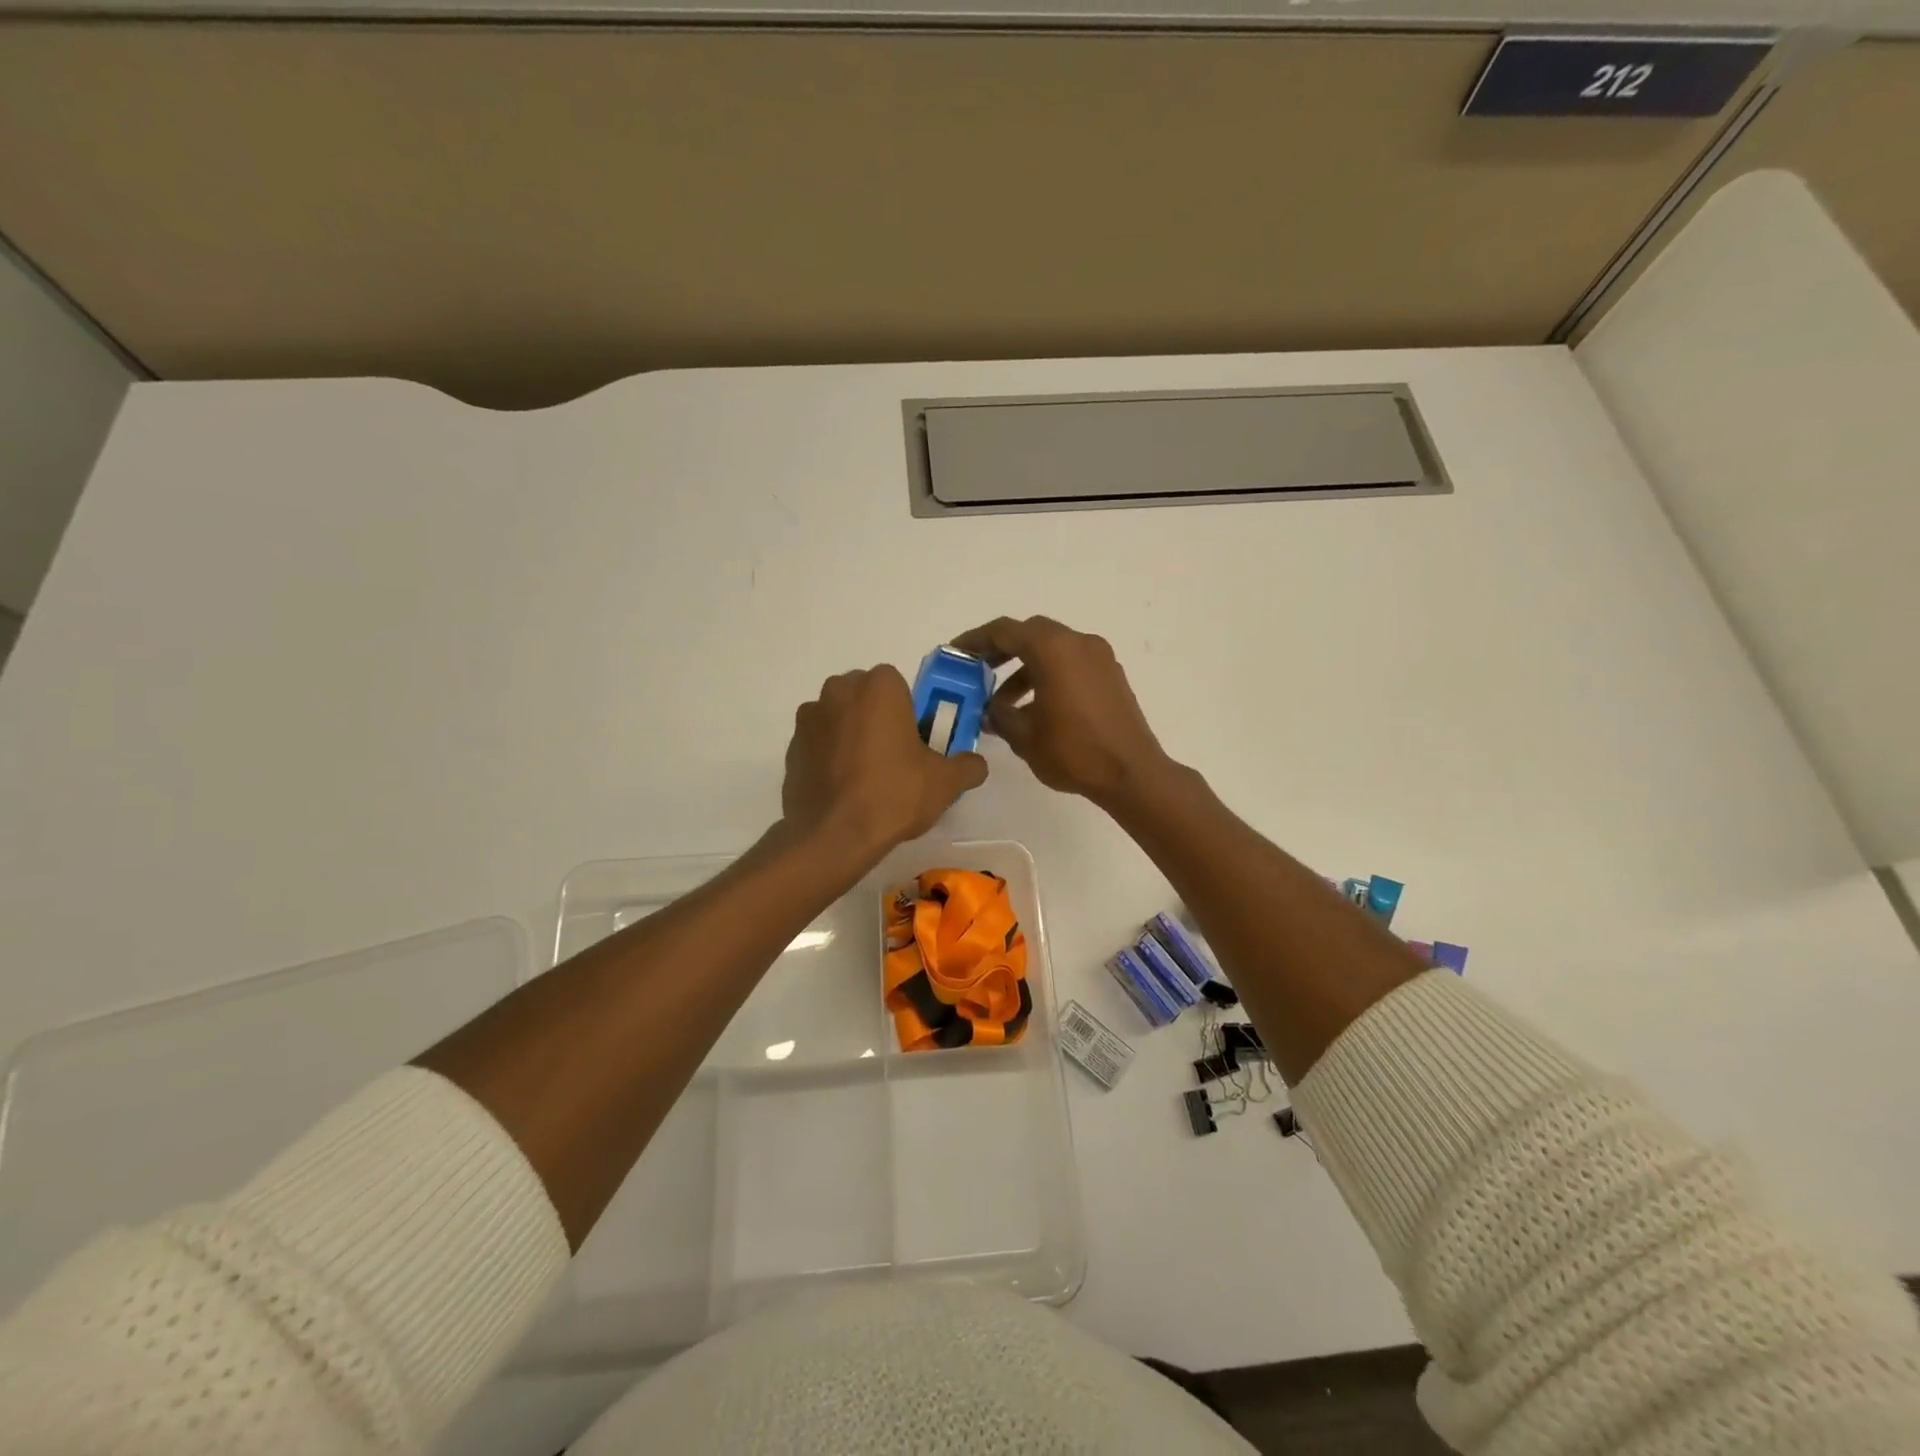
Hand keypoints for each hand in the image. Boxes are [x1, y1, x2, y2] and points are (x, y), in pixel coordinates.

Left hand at [782, 665, 987, 863]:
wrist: (832, 835)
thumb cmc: (894, 795)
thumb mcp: (946, 782)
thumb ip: (968, 765)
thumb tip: (975, 764)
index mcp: (878, 686)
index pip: (899, 685)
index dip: (909, 711)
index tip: (916, 741)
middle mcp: (838, 690)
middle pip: (866, 697)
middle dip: (879, 719)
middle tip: (895, 758)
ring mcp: (809, 718)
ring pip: (840, 718)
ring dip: (852, 736)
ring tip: (866, 778)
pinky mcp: (791, 748)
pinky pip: (820, 744)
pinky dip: (830, 758)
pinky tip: (843, 790)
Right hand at [951, 616, 1172, 805]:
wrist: (1132, 774)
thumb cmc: (1073, 751)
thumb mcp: (1024, 736)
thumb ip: (999, 715)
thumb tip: (989, 709)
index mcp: (1053, 649)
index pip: (1004, 631)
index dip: (975, 640)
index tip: (955, 654)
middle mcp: (1078, 643)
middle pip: (1030, 634)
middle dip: (1001, 651)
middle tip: (978, 672)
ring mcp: (1099, 658)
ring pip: (1052, 650)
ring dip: (1025, 669)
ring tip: (1004, 704)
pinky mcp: (1111, 676)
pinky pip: (1071, 664)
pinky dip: (1048, 676)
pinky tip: (1036, 710)